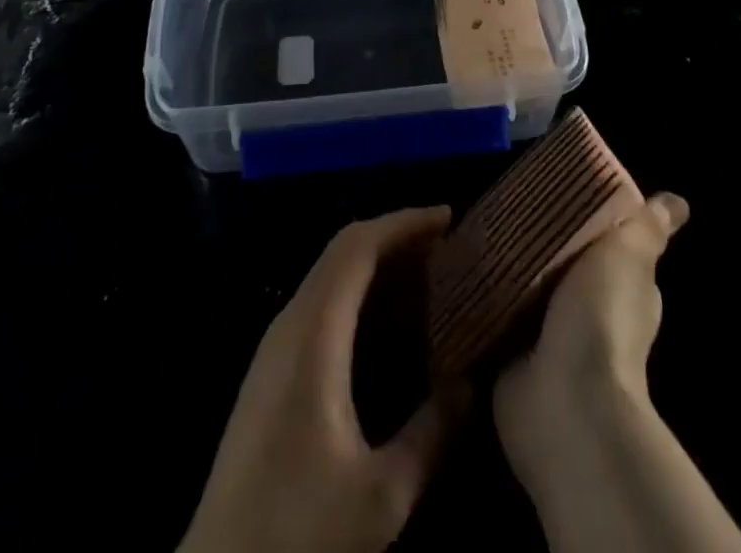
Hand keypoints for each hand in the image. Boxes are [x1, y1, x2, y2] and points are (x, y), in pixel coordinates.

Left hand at [179, 207, 455, 552]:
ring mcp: (275, 347)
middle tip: (447, 248)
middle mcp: (290, 324)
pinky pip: (321, 304)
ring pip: (330, 277)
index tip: (449, 219)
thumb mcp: (381, 496)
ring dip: (378, 265)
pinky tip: (389, 325)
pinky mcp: (271, 372)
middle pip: (343, 251)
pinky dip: (360, 294)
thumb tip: (469, 385)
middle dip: (396, 238)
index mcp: (313, 333)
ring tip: (428, 278)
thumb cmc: (298, 532)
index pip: (358, 245)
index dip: (403, 222)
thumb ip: (431, 434)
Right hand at [492, 193, 689, 478]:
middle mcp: (587, 314)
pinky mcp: (511, 355)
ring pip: (524, 289)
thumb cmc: (602, 318)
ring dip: (505, 269)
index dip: (588, 221)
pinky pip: (493, 315)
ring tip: (475, 226)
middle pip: (560, 265)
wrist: (566, 400)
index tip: (558, 190)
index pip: (607, 245)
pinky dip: (481, 297)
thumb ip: (646, 228)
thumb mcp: (627, 256)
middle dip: (538, 241)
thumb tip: (679, 202)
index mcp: (622, 289)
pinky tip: (460, 266)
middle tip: (504, 201)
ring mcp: (548, 338)